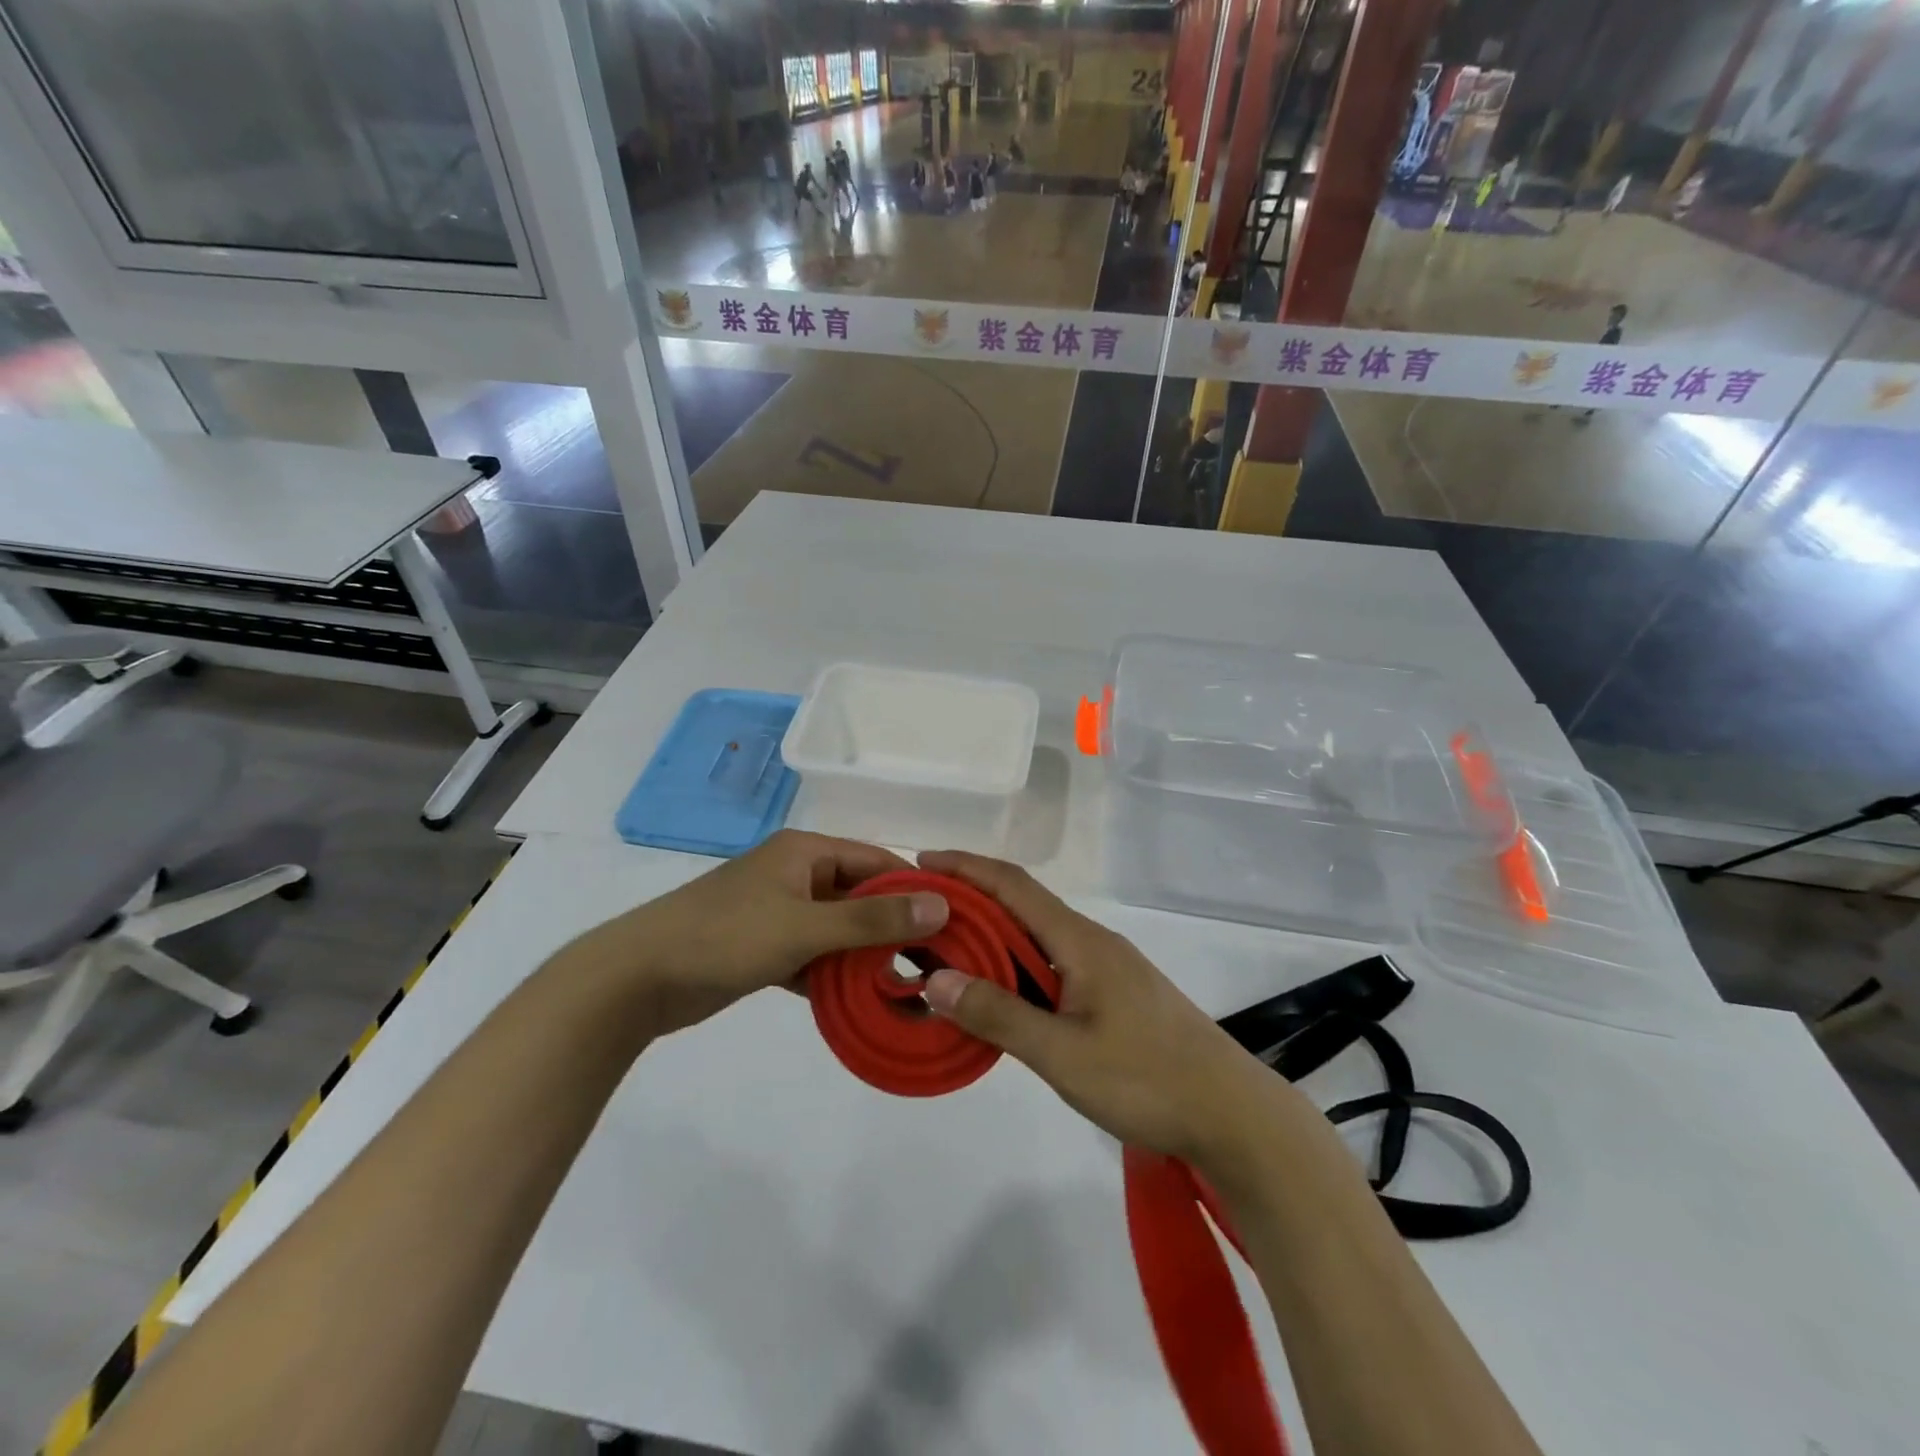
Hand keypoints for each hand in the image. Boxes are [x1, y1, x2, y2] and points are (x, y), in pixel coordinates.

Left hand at [582, 831, 949, 1036]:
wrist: (636, 978)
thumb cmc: (725, 937)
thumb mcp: (805, 926)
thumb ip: (873, 918)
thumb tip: (941, 903)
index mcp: (806, 852)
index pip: (878, 860)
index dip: (916, 887)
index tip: (955, 922)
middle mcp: (796, 874)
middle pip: (861, 896)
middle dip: (894, 927)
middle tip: (936, 963)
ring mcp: (779, 912)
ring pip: (839, 930)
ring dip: (867, 956)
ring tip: (909, 987)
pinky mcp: (764, 947)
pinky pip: (815, 955)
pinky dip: (835, 974)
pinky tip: (863, 1002)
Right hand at [916, 851, 1287, 1170]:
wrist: (1232, 1113)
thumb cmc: (1147, 1079)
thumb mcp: (1063, 1054)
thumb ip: (998, 1015)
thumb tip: (934, 979)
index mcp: (1079, 941)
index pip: (1013, 886)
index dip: (966, 867)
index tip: (920, 860)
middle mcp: (1091, 941)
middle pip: (1022, 904)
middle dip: (970, 899)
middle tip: (919, 914)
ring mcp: (1107, 967)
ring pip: (1037, 935)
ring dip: (992, 934)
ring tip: (945, 949)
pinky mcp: (1115, 993)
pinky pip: (1052, 961)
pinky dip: (1015, 962)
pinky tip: (998, 990)